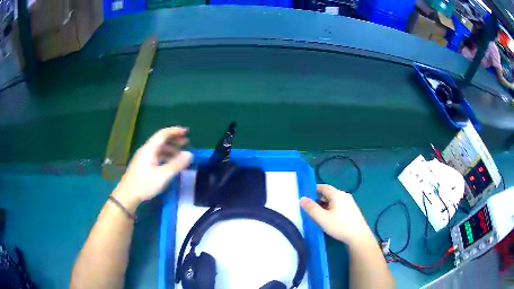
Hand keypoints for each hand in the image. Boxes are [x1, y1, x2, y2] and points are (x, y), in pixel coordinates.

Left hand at [112, 127, 192, 209]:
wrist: (127, 196)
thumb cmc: (144, 184)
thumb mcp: (163, 176)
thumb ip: (176, 164)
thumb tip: (189, 154)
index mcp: (149, 149)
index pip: (163, 134)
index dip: (175, 131)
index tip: (186, 132)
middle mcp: (146, 150)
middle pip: (161, 140)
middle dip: (174, 140)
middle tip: (186, 142)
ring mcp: (143, 158)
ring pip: (159, 149)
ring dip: (170, 150)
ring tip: (181, 155)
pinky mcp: (143, 165)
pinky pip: (156, 156)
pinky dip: (165, 157)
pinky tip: (170, 164)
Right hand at [300, 184, 373, 246]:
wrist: (358, 236)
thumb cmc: (340, 226)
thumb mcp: (322, 218)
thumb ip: (311, 208)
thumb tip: (302, 198)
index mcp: (337, 194)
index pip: (323, 187)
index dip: (313, 189)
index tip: (305, 195)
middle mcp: (344, 195)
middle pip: (329, 193)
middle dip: (318, 198)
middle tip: (309, 207)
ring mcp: (350, 203)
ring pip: (334, 200)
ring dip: (325, 204)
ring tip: (317, 214)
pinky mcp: (353, 210)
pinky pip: (339, 205)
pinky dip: (332, 208)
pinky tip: (329, 218)